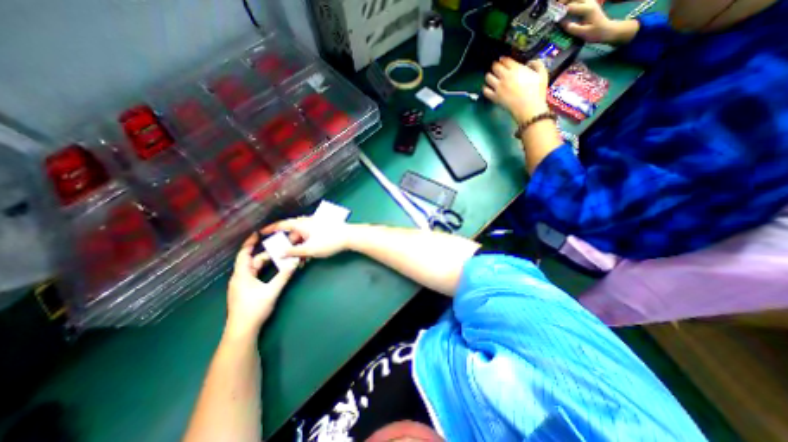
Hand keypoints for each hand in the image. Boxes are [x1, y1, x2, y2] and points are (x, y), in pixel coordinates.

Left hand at [224, 232, 298, 337]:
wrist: (242, 331)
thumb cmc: (254, 309)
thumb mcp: (272, 290)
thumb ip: (284, 275)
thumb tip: (295, 261)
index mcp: (242, 275)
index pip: (244, 254)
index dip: (250, 242)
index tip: (258, 233)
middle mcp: (239, 278)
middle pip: (252, 261)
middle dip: (266, 254)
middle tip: (280, 248)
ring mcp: (241, 285)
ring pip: (254, 269)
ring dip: (266, 263)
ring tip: (280, 258)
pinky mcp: (245, 291)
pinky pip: (255, 275)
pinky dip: (264, 270)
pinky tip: (274, 271)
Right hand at [260, 215, 349, 259]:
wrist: (349, 236)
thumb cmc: (328, 241)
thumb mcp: (310, 249)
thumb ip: (294, 252)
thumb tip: (280, 253)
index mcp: (301, 224)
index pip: (282, 225)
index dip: (271, 228)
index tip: (261, 232)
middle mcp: (306, 222)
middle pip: (292, 233)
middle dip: (288, 246)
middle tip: (284, 256)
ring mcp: (315, 225)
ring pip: (302, 237)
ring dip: (299, 248)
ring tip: (299, 261)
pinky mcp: (322, 229)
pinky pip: (309, 237)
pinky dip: (307, 245)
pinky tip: (308, 257)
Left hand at [484, 56, 548, 123]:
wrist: (528, 107)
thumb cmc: (536, 92)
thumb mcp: (542, 74)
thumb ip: (537, 64)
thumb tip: (530, 63)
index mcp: (516, 69)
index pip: (505, 60)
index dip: (503, 59)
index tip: (502, 60)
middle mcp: (505, 76)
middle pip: (495, 67)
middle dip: (495, 66)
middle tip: (495, 68)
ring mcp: (499, 87)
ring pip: (488, 77)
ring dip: (489, 76)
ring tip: (490, 77)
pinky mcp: (495, 97)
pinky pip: (485, 91)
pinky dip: (485, 89)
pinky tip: (487, 88)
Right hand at [557, 0, 634, 43]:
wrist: (606, 29)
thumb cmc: (594, 33)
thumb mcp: (583, 33)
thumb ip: (572, 28)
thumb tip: (562, 23)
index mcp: (587, 9)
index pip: (571, 7)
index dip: (561, 11)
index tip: (552, 16)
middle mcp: (589, 2)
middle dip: (564, 1)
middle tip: (554, 7)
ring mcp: (590, 2)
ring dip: (567, 1)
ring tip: (558, 5)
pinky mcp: (589, 4)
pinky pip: (579, 1)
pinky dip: (571, 2)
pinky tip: (565, 6)